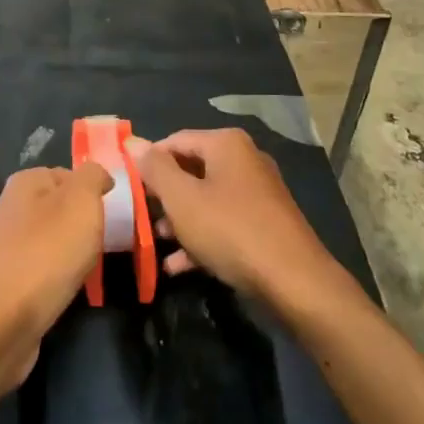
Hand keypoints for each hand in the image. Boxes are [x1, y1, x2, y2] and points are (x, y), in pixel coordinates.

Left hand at [0, 163, 111, 393]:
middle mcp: (12, 208)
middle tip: (106, 243)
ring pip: (52, 241)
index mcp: (27, 182)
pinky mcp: (6, 282)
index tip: (114, 214)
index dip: (93, 192)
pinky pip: (42, 271)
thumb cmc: (46, 253)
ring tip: (90, 269)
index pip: (69, 175)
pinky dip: (58, 279)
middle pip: (60, 209)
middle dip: (84, 225)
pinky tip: (67, 290)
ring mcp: (7, 246)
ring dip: (72, 254)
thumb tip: (98, 175)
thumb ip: (93, 177)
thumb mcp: (81, 201)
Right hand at [128, 129, 340, 306]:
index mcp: (226, 144)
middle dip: (164, 195)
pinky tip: (178, 266)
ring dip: (179, 220)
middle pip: (191, 169)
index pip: (174, 141)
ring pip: (206, 199)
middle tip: (140, 216)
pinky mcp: (264, 223)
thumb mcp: (183, 199)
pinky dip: (201, 237)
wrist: (294, 282)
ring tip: (157, 243)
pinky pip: (223, 222)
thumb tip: (134, 142)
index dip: (148, 162)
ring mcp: (257, 192)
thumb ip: (155, 169)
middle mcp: (244, 160)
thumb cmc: (231, 230)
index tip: (128, 187)